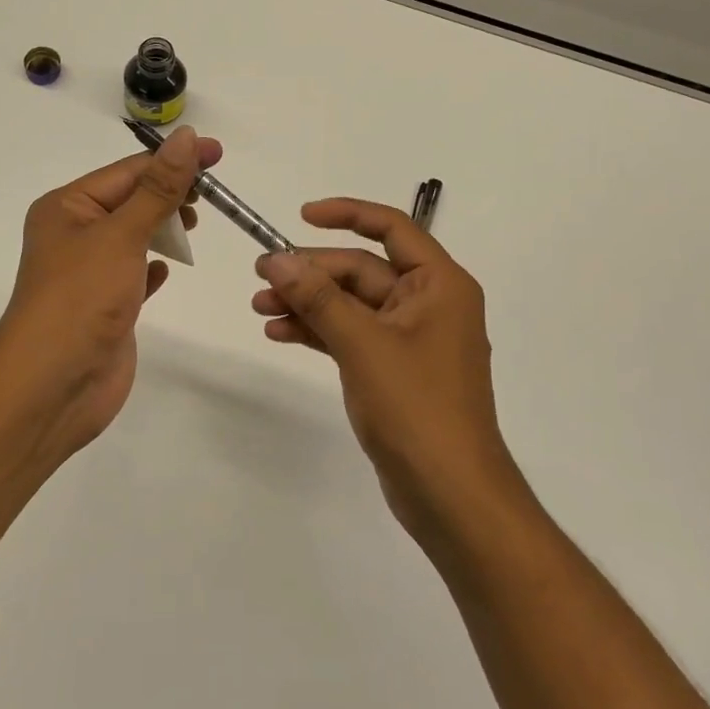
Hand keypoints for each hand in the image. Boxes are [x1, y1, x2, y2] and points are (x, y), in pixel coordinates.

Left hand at [0, 126, 221, 455]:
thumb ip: (159, 189)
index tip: (216, 154)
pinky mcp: (105, 307)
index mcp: (66, 208)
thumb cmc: (82, 298)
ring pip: (134, 237)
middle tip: (213, 195)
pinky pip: (133, 275)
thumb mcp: (122, 234)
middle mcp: (74, 235)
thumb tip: (185, 137)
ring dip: (163, 229)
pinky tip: (168, 269)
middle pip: (131, 201)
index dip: (173, 161)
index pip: (128, 172)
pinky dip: (153, 267)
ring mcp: (89, 273)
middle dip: (170, 194)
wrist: (54, 384)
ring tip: (196, 227)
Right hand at [251, 199, 522, 539]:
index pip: (392, 228)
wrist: (450, 493)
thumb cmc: (417, 407)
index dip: (347, 214)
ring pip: (351, 304)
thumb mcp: (363, 344)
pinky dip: (318, 331)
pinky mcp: (392, 369)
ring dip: (308, 302)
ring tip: (259, 307)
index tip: (301, 216)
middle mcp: (428, 303)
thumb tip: (276, 259)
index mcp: (439, 284)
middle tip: (262, 276)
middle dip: (312, 272)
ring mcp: (409, 339)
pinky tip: (279, 333)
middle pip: (362, 270)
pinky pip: (351, 335)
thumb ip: (318, 298)